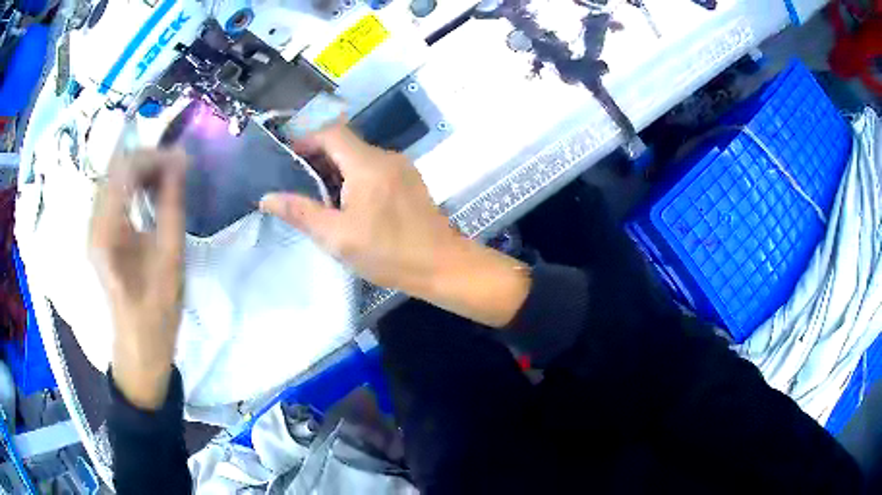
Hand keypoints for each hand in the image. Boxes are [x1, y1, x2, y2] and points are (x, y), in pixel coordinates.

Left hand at [89, 148, 186, 409]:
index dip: (154, 156)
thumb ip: (171, 205)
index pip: (124, 168)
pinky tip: (151, 195)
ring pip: (114, 177)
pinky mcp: (98, 233)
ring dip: (141, 171)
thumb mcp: (170, 258)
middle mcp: (94, 222)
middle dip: (148, 160)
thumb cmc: (156, 310)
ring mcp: (93, 227)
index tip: (182, 161)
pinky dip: (134, 186)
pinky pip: (114, 194)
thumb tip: (180, 161)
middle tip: (177, 169)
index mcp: (107, 230)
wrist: (139, 346)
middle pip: (116, 168)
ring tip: (168, 180)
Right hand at [261, 124, 530, 327]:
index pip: (331, 133)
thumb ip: (300, 213)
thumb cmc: (388, 253)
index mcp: (367, 164)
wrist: (442, 266)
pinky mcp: (409, 181)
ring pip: (359, 157)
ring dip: (335, 169)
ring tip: (316, 196)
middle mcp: (386, 157)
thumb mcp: (337, 236)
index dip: (306, 139)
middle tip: (295, 181)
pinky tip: (346, 203)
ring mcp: (402, 168)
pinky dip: (354, 177)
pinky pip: (374, 169)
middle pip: (345, 143)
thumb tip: (267, 197)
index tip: (287, 158)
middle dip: (317, 157)